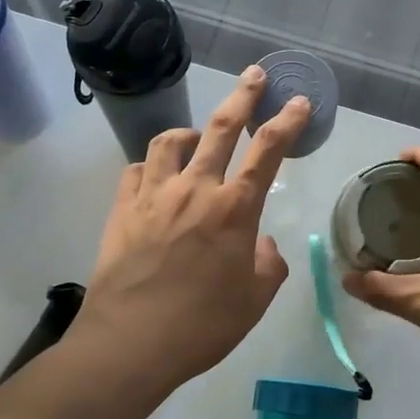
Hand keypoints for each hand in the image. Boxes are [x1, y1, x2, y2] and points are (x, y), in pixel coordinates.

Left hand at [72, 67, 310, 395]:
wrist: (131, 343)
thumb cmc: (202, 326)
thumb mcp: (254, 300)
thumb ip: (268, 264)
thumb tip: (261, 244)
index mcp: (234, 210)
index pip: (268, 151)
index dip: (287, 122)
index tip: (298, 101)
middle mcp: (195, 189)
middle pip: (221, 127)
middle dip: (243, 95)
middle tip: (254, 75)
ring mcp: (154, 195)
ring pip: (170, 141)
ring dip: (188, 132)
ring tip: (195, 137)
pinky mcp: (121, 209)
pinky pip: (136, 170)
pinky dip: (151, 167)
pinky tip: (155, 179)